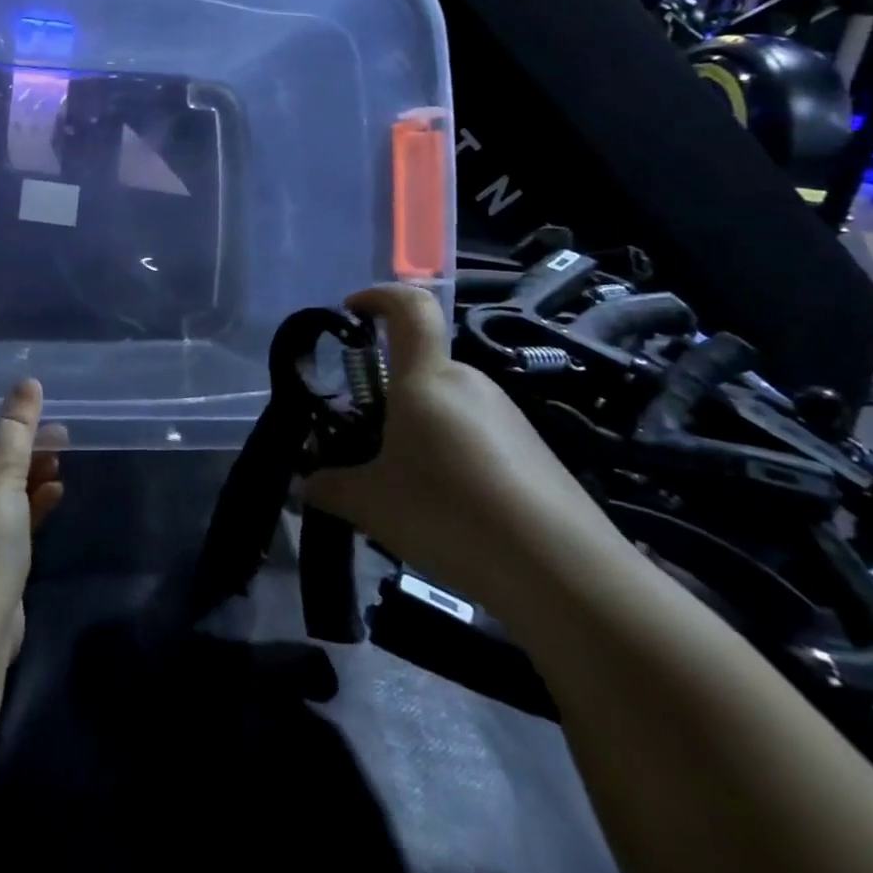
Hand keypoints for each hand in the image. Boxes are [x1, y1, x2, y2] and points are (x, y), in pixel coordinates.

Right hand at [302, 284, 627, 612]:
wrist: (567, 575)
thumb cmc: (450, 515)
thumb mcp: (370, 504)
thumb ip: (329, 486)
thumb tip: (305, 483)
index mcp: (425, 379)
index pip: (409, 306)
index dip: (378, 296)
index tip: (350, 312)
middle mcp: (468, 384)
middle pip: (419, 366)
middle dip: (385, 392)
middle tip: (363, 439)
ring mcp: (507, 417)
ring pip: (446, 404)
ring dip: (416, 428)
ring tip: (403, 484)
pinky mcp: (532, 451)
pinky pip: (475, 433)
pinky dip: (450, 453)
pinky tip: (448, 506)